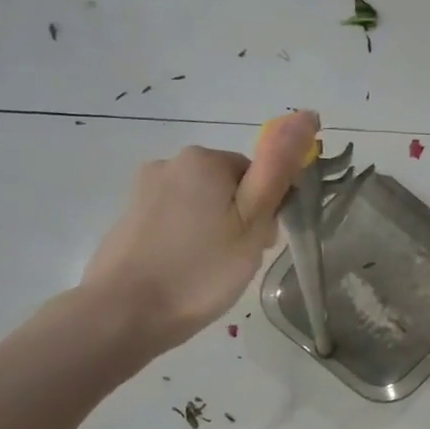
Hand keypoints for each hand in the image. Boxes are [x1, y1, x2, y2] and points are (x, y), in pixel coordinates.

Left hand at [81, 111, 319, 361]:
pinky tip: (184, 271)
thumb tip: (306, 114)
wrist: (123, 314)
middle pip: (228, 188)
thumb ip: (278, 168)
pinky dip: (187, 241)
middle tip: (237, 262)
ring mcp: (144, 190)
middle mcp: (171, 162)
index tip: (260, 245)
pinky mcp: (129, 217)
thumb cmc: (200, 270)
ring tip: (209, 272)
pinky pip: (175, 221)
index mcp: (204, 159)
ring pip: (202, 205)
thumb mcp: (252, 222)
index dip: (266, 212)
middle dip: (239, 220)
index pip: (258, 175)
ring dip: (214, 231)